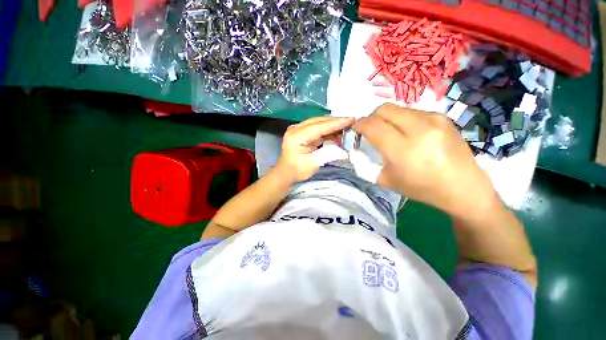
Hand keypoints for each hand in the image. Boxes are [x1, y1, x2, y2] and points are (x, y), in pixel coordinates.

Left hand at [277, 116, 354, 181]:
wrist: (285, 172)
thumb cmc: (297, 170)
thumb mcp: (313, 164)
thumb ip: (328, 154)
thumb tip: (343, 149)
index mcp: (296, 136)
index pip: (318, 126)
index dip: (335, 123)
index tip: (350, 119)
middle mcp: (296, 128)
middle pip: (319, 121)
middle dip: (335, 121)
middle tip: (352, 122)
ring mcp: (298, 129)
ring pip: (319, 123)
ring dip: (332, 125)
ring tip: (347, 128)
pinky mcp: (302, 131)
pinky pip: (317, 127)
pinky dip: (328, 129)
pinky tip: (337, 133)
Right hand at [354, 103, 498, 217]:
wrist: (462, 187)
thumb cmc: (421, 188)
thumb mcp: (387, 180)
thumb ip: (370, 161)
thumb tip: (361, 147)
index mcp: (402, 149)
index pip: (372, 125)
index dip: (359, 124)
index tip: (356, 129)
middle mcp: (418, 129)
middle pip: (384, 109)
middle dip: (371, 117)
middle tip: (370, 129)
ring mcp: (433, 120)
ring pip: (398, 108)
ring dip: (387, 118)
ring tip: (390, 131)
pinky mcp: (443, 117)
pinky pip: (412, 111)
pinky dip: (402, 119)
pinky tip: (408, 132)